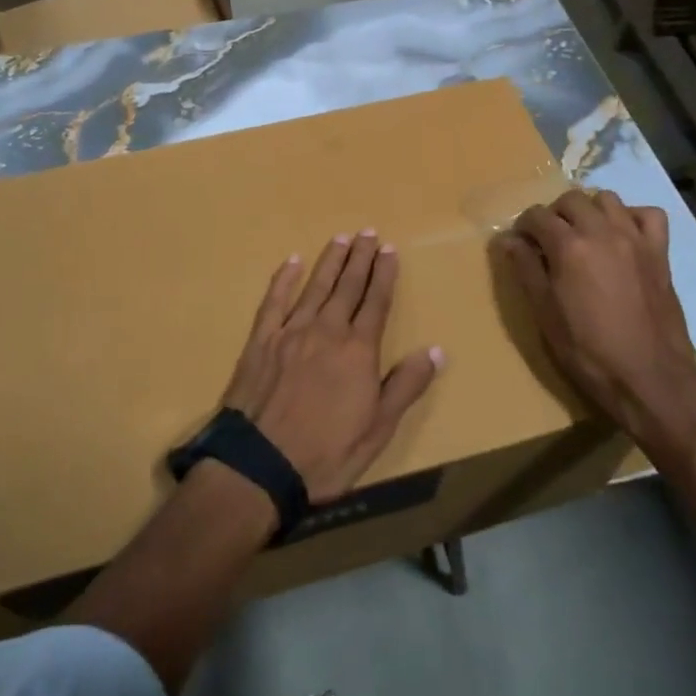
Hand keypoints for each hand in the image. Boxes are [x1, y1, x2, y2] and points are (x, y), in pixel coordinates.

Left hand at [220, 231, 444, 500]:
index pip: (376, 302)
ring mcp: (291, 332)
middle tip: (369, 232)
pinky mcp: (261, 340)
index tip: (390, 250)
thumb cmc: (326, 453)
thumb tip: (436, 350)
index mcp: (358, 350)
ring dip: (330, 261)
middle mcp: (326, 330)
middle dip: (361, 258)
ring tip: (342, 238)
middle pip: (347, 286)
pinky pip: (274, 301)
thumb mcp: (378, 429)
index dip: (384, 275)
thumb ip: (406, 386)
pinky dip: (284, 279)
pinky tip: (292, 261)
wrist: (260, 464)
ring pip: (315, 286)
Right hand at [495, 190, 695, 432]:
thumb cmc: (587, 350)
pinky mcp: (660, 252)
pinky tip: (623, 235)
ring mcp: (635, 238)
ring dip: (590, 210)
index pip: (537, 216)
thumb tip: (508, 240)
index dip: (524, 226)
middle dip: (555, 214)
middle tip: (550, 240)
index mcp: (569, 246)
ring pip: (608, 199)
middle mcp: (601, 231)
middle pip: (571, 199)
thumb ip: (526, 269)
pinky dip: (633, 217)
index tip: (521, 243)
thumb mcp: (544, 313)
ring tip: (584, 234)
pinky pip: (649, 215)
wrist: (648, 376)